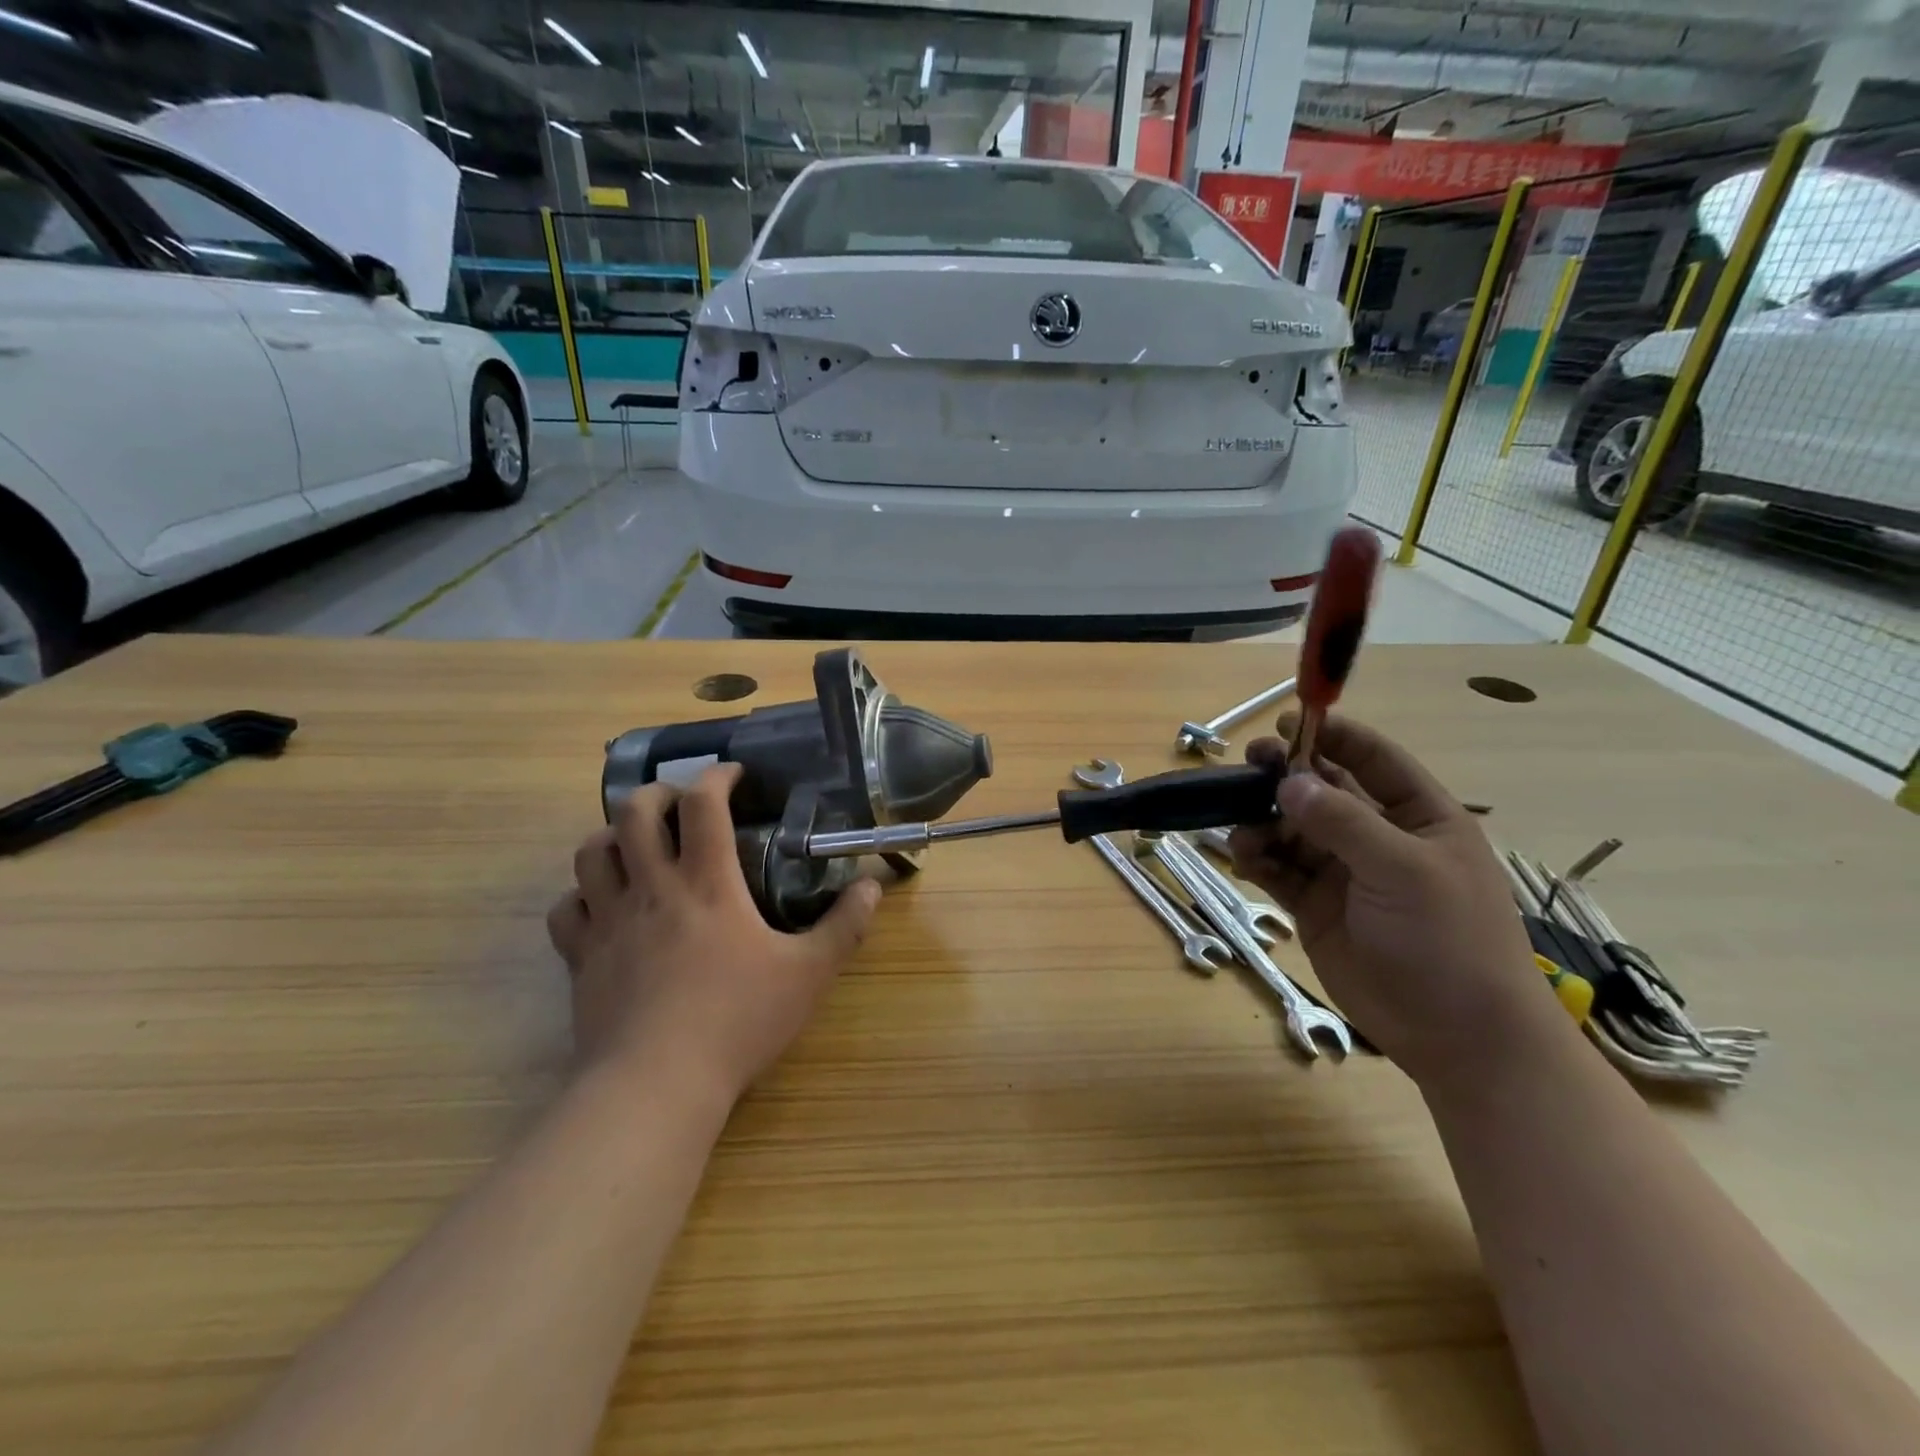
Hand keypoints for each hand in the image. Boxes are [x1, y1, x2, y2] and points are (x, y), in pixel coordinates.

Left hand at [546, 764, 881, 1105]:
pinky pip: (566, 909)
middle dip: (656, 794)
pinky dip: (582, 895)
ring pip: (590, 852)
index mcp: (707, 883)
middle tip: (680, 805)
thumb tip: (872, 886)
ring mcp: (609, 921)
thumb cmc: (737, 1021)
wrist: (656, 1084)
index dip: (717, 776)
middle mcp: (652, 888)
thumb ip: (844, 926)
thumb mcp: (808, 974)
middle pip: (633, 812)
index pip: (704, 804)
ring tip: (637, 846)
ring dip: (612, 836)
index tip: (734, 775)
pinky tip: (602, 905)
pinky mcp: (582, 958)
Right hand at [1227, 713, 1563, 1089]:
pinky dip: (1257, 858)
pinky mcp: (1314, 905)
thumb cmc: (1448, 940)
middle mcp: (1377, 836)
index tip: (1287, 722)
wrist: (1456, 1035)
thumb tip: (1288, 782)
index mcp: (1418, 816)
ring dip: (1264, 820)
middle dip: (1286, 775)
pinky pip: (1277, 868)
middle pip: (1322, 789)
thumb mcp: (1404, 871)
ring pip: (1291, 828)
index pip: (1372, 758)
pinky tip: (1243, 857)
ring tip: (1242, 830)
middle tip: (1249, 766)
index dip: (1333, 735)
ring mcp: (1342, 871)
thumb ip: (1343, 822)